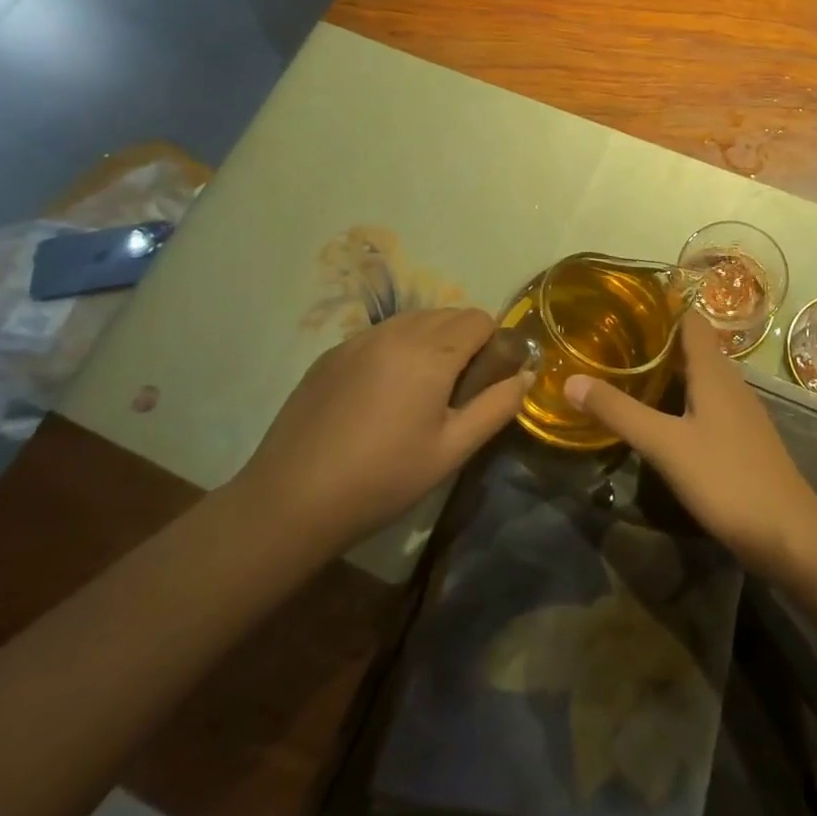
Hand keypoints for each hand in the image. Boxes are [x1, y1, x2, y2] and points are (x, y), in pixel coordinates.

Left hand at [237, 308, 526, 547]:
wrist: (290, 501)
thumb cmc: (382, 479)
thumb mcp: (452, 450)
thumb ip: (497, 407)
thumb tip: (526, 375)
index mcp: (430, 352)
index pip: (479, 318)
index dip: (492, 343)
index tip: (486, 380)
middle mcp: (396, 333)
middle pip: (448, 314)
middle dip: (463, 340)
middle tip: (455, 390)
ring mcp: (358, 340)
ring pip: (413, 321)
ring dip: (430, 341)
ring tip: (419, 391)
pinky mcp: (331, 354)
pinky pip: (380, 335)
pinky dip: (395, 349)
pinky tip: (380, 396)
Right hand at [564, 313, 816, 574]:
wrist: (787, 534)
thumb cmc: (726, 478)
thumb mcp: (664, 444)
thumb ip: (619, 412)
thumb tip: (571, 380)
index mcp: (714, 370)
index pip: (688, 318)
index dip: (660, 306)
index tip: (622, 303)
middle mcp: (730, 380)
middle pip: (692, 345)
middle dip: (655, 339)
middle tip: (612, 338)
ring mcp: (739, 409)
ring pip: (699, 374)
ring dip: (667, 369)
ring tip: (626, 370)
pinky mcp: (741, 435)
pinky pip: (706, 400)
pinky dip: (680, 396)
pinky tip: (659, 414)